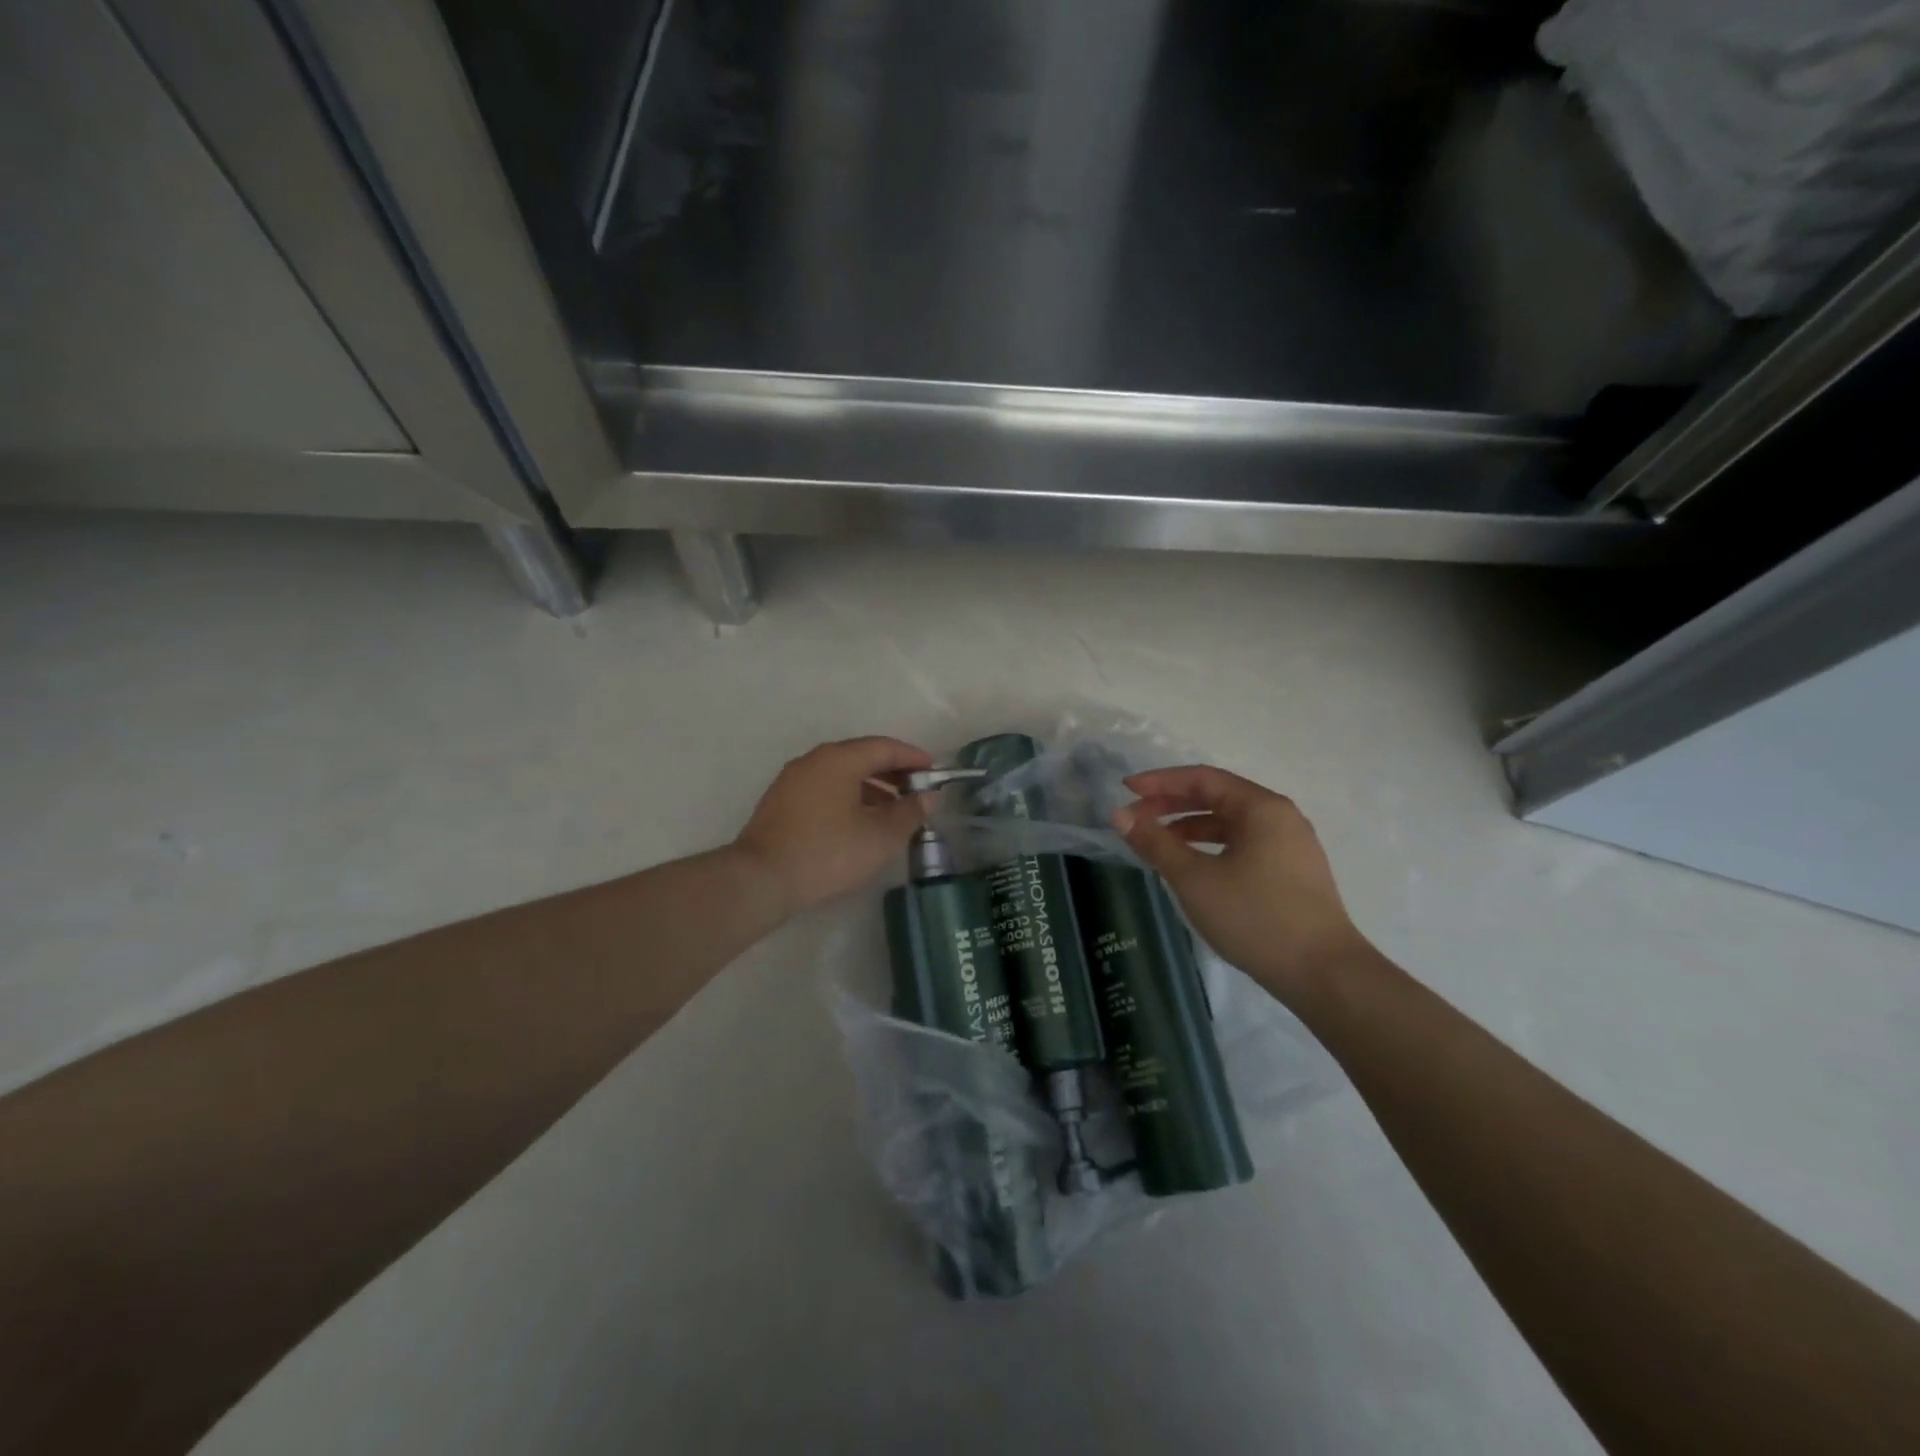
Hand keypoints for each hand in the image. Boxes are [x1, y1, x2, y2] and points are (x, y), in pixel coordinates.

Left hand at [733, 737, 933, 914]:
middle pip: (861, 756)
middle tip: (916, 790)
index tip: (933, 770)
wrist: (761, 880)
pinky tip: (859, 823)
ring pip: (841, 774)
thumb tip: (927, 797)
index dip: (912, 757)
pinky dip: (848, 797)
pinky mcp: (781, 802)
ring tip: (892, 811)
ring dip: (871, 787)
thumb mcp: (880, 837)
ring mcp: (793, 780)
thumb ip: (909, 813)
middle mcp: (814, 761)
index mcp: (839, 759)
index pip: (884, 747)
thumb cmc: (828, 852)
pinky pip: (824, 789)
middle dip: (892, 771)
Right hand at [1113, 765, 1371, 1006]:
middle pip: (1218, 796)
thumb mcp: (1195, 879)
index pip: (1202, 778)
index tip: (1125, 791)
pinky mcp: (1293, 872)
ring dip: (1190, 825)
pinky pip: (1244, 844)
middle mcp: (1280, 817)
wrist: (1324, 974)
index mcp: (1261, 807)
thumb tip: (1120, 816)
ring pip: (1231, 822)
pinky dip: (1212, 845)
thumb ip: (1155, 843)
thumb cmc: (1256, 918)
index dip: (1160, 781)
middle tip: (1135, 817)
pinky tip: (1193, 865)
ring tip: (1157, 842)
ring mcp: (1290, 845)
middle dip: (1172, 803)